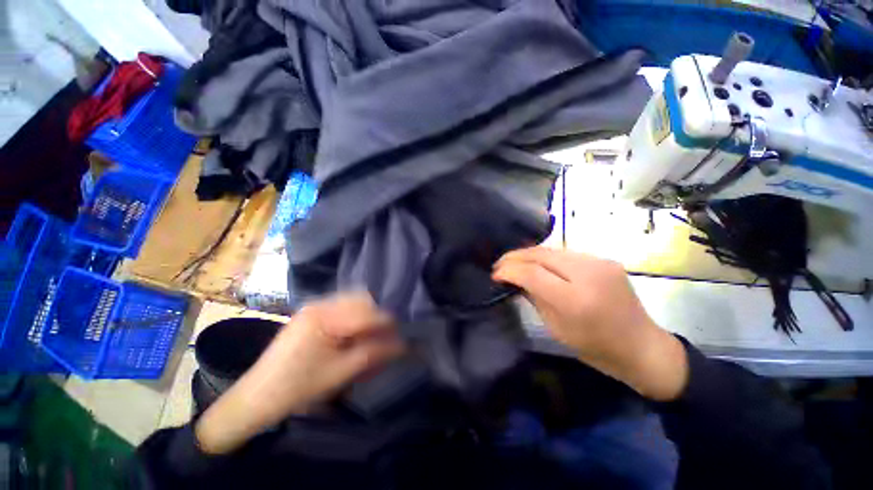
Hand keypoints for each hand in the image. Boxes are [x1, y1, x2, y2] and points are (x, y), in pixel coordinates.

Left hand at [196, 293, 404, 454]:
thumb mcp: (340, 372)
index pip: (367, 311)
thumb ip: (373, 354)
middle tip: (385, 337)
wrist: (257, 398)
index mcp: (325, 316)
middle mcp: (320, 304)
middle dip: (377, 317)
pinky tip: (354, 335)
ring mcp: (314, 307)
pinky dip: (354, 318)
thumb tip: (402, 344)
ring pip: (353, 301)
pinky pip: (342, 308)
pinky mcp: (311, 315)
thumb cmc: (298, 387)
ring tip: (371, 336)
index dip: (387, 323)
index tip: (401, 336)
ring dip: (366, 316)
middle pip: (361, 300)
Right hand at [493, 247, 687, 401]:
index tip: (495, 274)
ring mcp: (599, 262)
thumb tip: (514, 279)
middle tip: (499, 264)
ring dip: (528, 255)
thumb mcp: (556, 328)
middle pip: (540, 254)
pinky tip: (538, 264)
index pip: (532, 273)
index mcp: (575, 300)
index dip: (509, 270)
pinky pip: (565, 253)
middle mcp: (588, 274)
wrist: (641, 346)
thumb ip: (533, 297)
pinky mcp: (604, 259)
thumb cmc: (595, 347)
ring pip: (551, 250)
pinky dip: (546, 258)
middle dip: (514, 257)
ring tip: (514, 262)